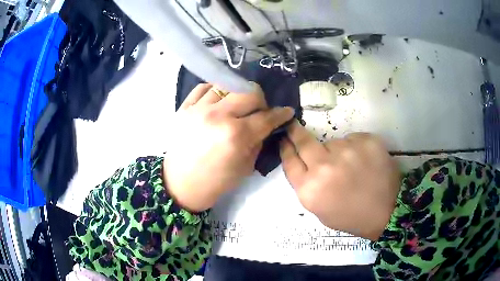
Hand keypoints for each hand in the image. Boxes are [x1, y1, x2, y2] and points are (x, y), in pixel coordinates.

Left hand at [164, 83, 293, 211]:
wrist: (180, 185)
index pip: (266, 117)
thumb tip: (265, 125)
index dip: (280, 114)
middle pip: (250, 92)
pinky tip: (218, 100)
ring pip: (227, 85)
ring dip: (238, 94)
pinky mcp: (184, 108)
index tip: (286, 112)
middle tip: (259, 111)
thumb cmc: (215, 182)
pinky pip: (203, 87)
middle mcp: (218, 116)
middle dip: (261, 101)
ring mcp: (198, 109)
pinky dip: (215, 90)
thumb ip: (258, 141)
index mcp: (236, 135)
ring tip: (236, 106)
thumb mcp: (245, 167)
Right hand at [280, 121, 400, 240]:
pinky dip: (354, 148)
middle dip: (295, 131)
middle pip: (304, 142)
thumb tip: (304, 162)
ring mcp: (347, 151)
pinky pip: (352, 139)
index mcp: (310, 189)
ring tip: (351, 166)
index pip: (290, 161)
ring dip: (336, 151)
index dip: (285, 148)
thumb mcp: (320, 209)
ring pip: (332, 142)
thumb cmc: (351, 216)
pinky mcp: (366, 141)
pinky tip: (364, 162)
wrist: (387, 211)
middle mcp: (324, 167)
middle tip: (293, 124)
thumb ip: (308, 186)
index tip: (284, 138)